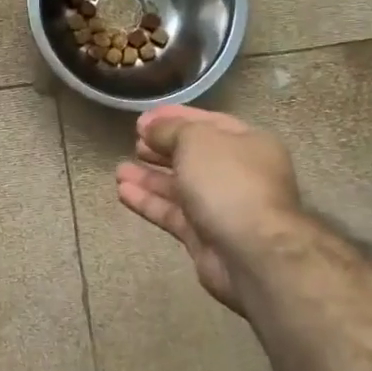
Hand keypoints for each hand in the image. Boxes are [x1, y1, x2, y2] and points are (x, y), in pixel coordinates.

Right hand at [114, 105, 300, 316]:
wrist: (252, 252)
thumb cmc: (228, 182)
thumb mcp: (196, 140)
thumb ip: (170, 129)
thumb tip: (150, 127)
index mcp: (248, 144)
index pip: (208, 123)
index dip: (174, 118)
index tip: (142, 120)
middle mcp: (238, 173)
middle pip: (194, 156)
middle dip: (161, 149)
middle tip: (133, 143)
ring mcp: (222, 207)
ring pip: (180, 187)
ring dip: (149, 177)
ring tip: (119, 170)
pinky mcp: (204, 236)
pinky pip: (173, 213)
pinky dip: (149, 202)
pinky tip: (123, 193)